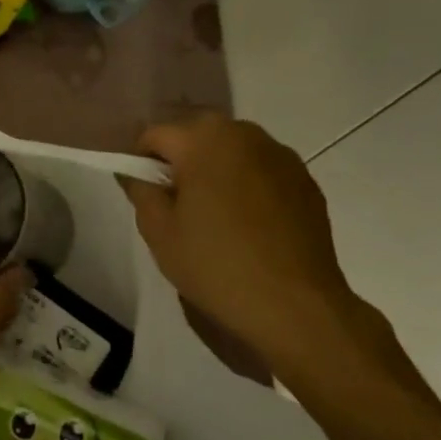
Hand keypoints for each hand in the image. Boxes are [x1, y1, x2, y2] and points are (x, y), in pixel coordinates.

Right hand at [121, 113, 399, 387]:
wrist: (295, 306)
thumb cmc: (216, 264)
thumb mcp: (158, 230)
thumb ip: (140, 189)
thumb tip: (135, 170)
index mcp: (203, 139)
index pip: (154, 136)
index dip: (142, 164)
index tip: (148, 198)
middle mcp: (243, 133)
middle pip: (196, 136)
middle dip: (182, 163)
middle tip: (181, 208)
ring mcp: (280, 155)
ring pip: (231, 151)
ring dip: (217, 171)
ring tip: (219, 218)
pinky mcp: (305, 179)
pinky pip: (261, 170)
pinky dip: (248, 186)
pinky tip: (251, 226)